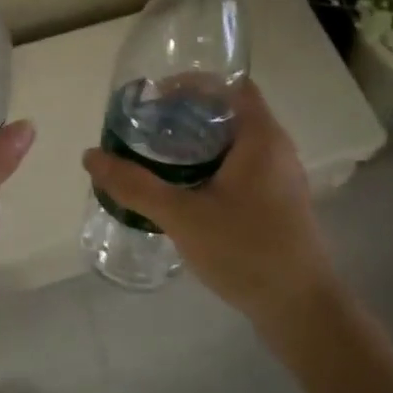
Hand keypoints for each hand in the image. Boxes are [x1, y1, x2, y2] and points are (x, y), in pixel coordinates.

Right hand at [82, 81, 334, 329]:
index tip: (156, 97)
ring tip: (158, 154)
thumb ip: (136, 186)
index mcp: (261, 137)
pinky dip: (211, 165)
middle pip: (230, 112)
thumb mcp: (182, 216)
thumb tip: (91, 156)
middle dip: (187, 113)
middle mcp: (276, 149)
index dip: (193, 83)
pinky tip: (183, 189)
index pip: (231, 85)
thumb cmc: (246, 250)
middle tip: (147, 127)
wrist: (301, 309)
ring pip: (234, 143)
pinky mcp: (277, 203)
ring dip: (198, 141)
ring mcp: (280, 178)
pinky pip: (240, 168)